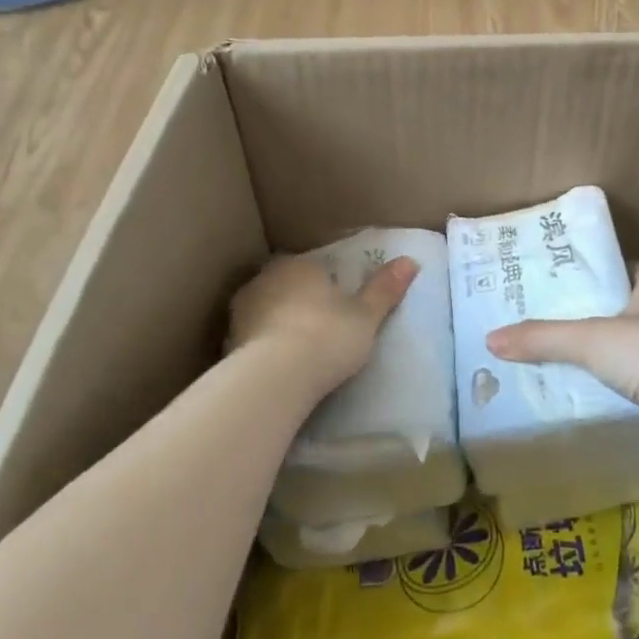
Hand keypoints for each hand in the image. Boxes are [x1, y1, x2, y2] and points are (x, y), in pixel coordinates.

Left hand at [228, 254, 420, 401]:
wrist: (274, 378)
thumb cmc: (327, 336)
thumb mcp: (366, 315)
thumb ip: (385, 289)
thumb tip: (411, 261)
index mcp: (299, 265)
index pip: (313, 267)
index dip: (326, 284)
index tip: (338, 305)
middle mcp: (265, 279)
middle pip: (286, 285)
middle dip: (299, 301)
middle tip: (319, 326)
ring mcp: (241, 311)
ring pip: (265, 310)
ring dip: (278, 323)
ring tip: (298, 351)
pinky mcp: (227, 342)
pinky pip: (252, 339)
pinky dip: (263, 348)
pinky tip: (277, 368)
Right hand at [486, 264, 638, 467]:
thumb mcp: (590, 340)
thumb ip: (543, 339)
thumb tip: (491, 339)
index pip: (628, 269)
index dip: (602, 272)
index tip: (570, 281)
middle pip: (632, 310)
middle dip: (602, 317)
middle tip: (559, 326)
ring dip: (616, 358)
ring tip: (573, 365)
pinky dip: (628, 393)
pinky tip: (602, 401)